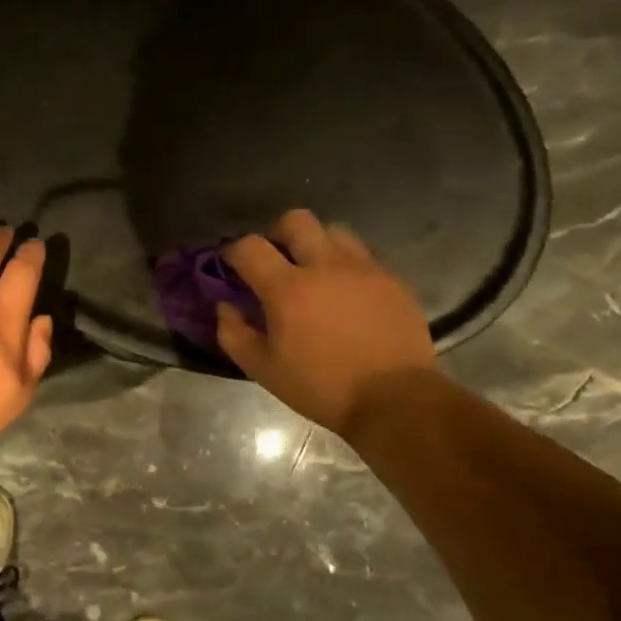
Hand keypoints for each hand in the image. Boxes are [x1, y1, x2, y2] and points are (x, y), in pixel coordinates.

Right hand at [217, 209, 436, 435]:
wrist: (394, 399)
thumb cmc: (321, 387)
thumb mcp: (263, 369)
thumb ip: (234, 333)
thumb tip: (225, 307)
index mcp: (288, 288)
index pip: (250, 246)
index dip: (234, 251)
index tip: (232, 265)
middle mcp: (325, 266)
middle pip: (296, 220)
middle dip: (277, 234)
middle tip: (275, 260)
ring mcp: (363, 269)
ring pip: (333, 232)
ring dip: (315, 245)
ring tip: (314, 273)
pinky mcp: (391, 280)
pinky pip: (362, 257)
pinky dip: (345, 266)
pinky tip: (344, 295)